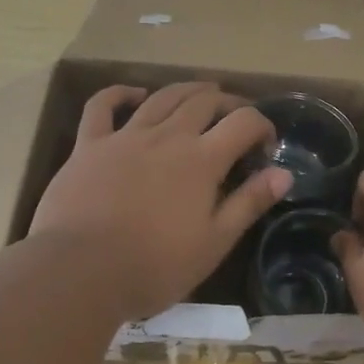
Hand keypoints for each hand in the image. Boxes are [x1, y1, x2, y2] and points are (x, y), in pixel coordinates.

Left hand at [28, 82, 290, 319]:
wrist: (79, 273)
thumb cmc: (154, 266)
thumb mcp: (214, 243)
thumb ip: (249, 203)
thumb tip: (285, 172)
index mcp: (202, 160)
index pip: (243, 122)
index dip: (261, 125)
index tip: (266, 144)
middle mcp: (168, 137)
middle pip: (204, 101)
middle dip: (227, 102)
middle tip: (236, 114)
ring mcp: (125, 137)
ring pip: (162, 97)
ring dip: (186, 90)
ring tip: (201, 92)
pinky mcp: (89, 145)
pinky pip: (102, 106)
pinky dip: (120, 93)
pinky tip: (134, 93)